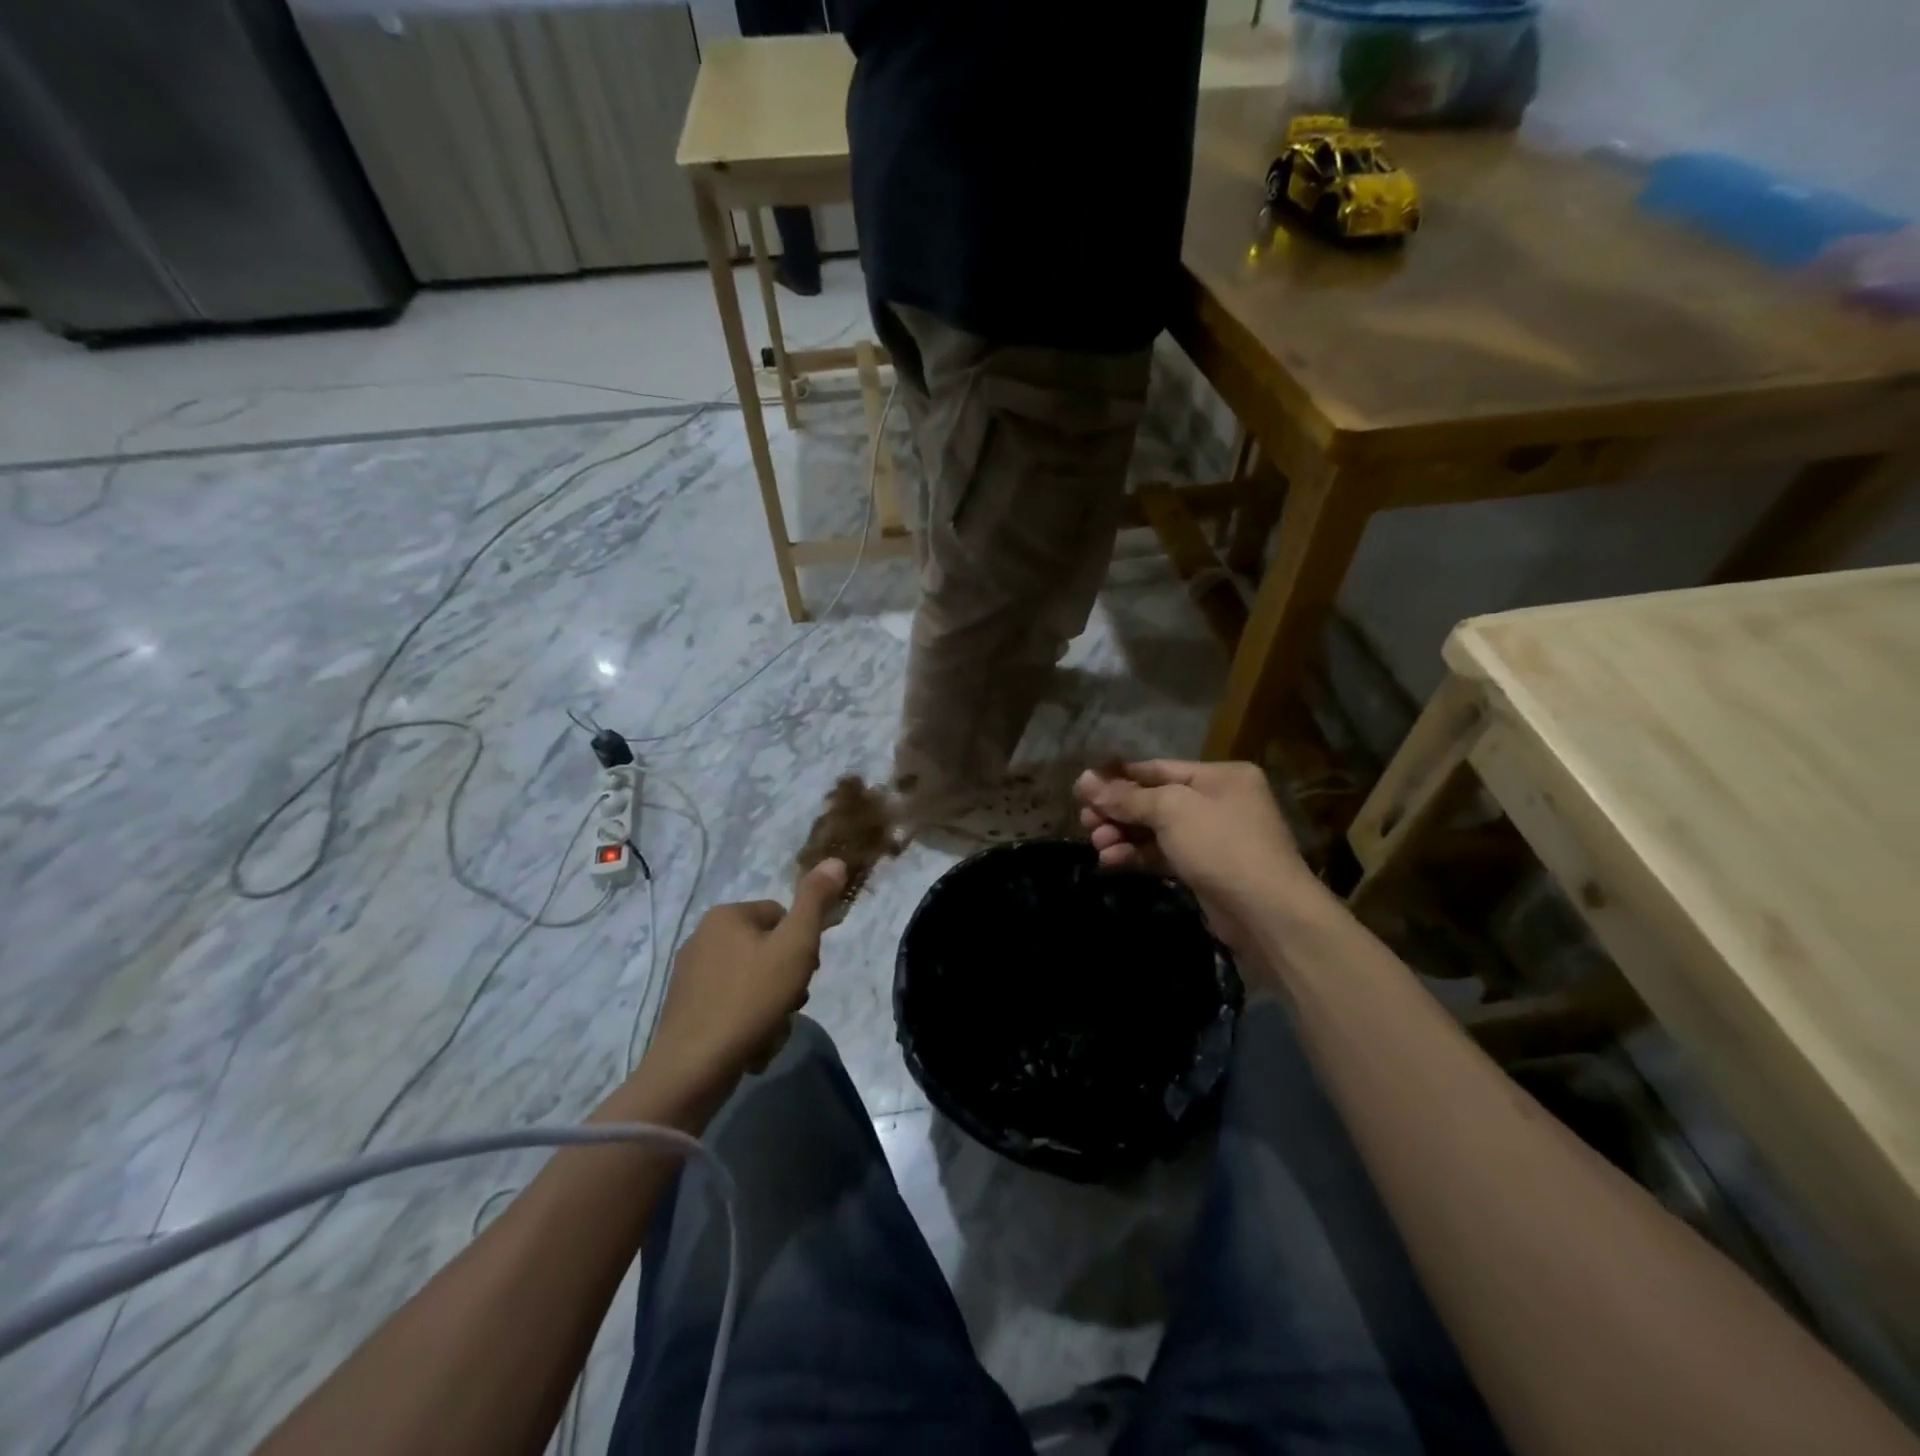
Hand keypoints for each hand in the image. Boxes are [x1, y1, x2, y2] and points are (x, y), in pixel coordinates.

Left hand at [643, 858, 847, 1093]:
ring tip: (770, 1030)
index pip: (782, 916)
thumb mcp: (796, 946)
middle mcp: (702, 936)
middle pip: (766, 950)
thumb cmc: (752, 999)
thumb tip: (835, 860)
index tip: (805, 974)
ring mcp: (689, 974)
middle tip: (790, 1005)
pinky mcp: (684, 1008)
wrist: (694, 1066)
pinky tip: (751, 1045)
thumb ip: (816, 901)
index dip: (801, 946)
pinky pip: (730, 1005)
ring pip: (751, 981)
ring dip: (770, 1005)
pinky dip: (746, 1021)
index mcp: (727, 915)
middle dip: (785, 979)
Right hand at [1075, 760, 1314, 953]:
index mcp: (1219, 776)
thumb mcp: (1170, 811)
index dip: (1117, 778)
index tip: (1081, 788)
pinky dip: (1137, 855)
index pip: (1157, 769)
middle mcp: (1217, 801)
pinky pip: (1163, 854)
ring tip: (1096, 844)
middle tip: (1084, 822)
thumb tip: (1083, 779)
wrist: (1266, 912)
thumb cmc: (1221, 845)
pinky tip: (1111, 861)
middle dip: (1117, 811)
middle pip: (1154, 799)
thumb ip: (1126, 797)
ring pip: (1156, 829)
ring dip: (1123, 834)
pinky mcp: (1204, 869)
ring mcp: (1212, 837)